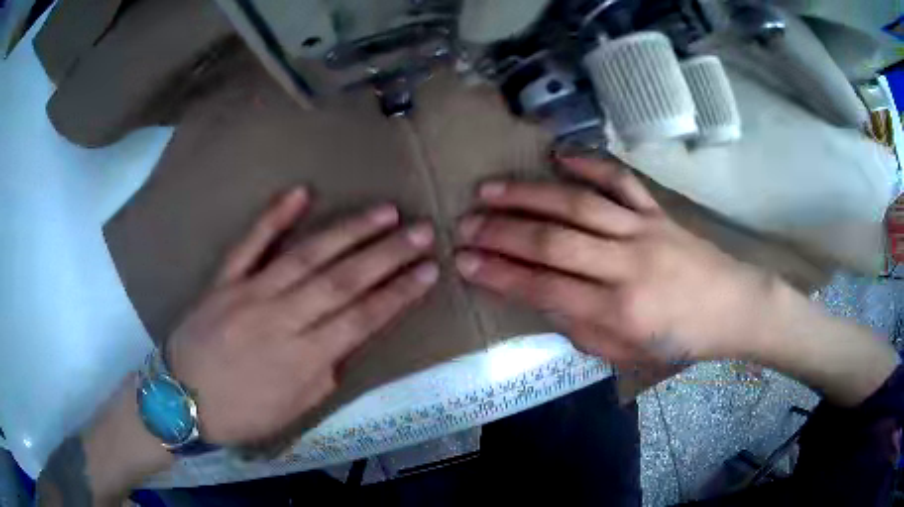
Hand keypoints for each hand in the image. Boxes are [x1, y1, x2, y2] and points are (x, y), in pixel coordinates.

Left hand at [166, 188, 438, 445]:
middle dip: (387, 254)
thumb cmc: (241, 412)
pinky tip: (300, 193)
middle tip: (422, 230)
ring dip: (348, 231)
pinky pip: (249, 243)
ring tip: (384, 211)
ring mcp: (249, 292)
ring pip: (306, 255)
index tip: (429, 271)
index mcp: (302, 358)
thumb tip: (343, 341)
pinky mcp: (224, 279)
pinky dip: (273, 216)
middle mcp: (280, 318)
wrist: (181, 399)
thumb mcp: (294, 409)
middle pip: (342, 280)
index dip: (399, 293)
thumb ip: (324, 373)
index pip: (362, 318)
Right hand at [455, 157, 772, 366]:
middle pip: (554, 241)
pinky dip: (587, 164)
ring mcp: (643, 230)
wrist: (732, 307)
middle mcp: (627, 266)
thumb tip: (539, 297)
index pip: (544, 288)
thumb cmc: (678, 340)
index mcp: (618, 313)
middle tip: (463, 223)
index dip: (498, 274)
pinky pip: (619, 181)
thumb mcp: (625, 354)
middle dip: (501, 232)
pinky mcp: (657, 210)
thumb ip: (579, 328)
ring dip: (529, 195)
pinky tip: (557, 155)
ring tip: (489, 189)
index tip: (462, 261)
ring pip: (577, 205)